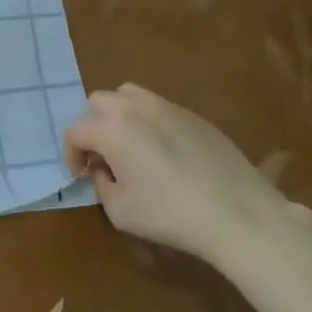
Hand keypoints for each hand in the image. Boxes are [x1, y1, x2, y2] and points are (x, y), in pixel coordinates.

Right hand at [64, 84, 292, 263]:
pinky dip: (150, 121)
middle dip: (93, 127)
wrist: (240, 216)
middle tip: (103, 156)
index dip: (71, 155)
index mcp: (111, 130)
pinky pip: (159, 107)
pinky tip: (165, 151)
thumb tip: (105, 170)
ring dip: (119, 115)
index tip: (80, 176)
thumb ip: (101, 184)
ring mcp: (167, 108)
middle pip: (97, 102)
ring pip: (128, 95)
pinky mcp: (194, 116)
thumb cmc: (171, 215)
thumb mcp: (119, 211)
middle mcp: (135, 108)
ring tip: (130, 143)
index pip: (75, 132)